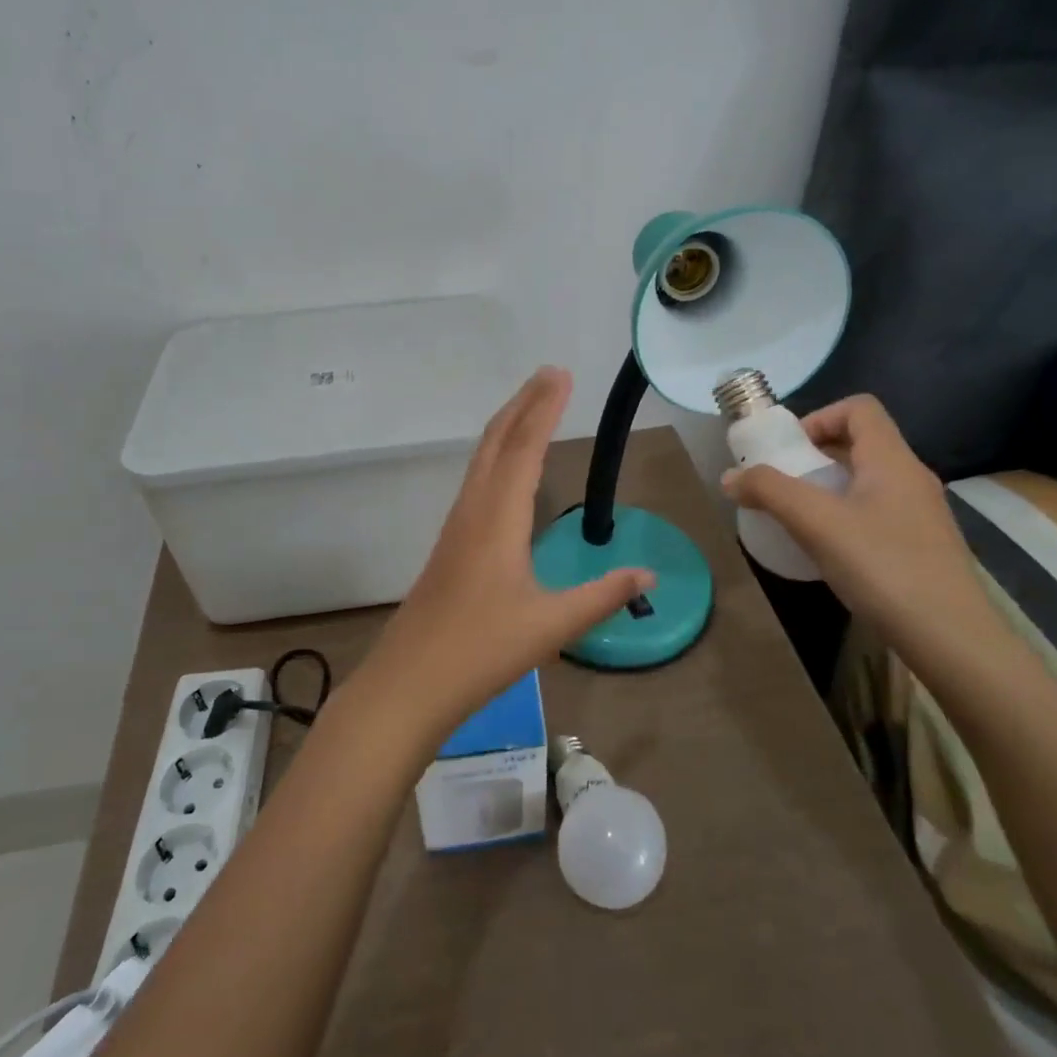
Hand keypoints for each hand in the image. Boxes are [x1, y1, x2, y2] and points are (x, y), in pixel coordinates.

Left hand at [359, 367, 653, 732]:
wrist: (409, 683)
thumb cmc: (481, 651)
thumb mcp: (551, 625)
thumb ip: (602, 595)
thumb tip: (648, 575)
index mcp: (498, 518)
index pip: (525, 448)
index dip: (544, 408)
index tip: (560, 374)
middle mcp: (473, 509)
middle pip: (497, 441)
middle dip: (524, 403)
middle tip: (549, 374)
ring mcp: (456, 525)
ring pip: (482, 459)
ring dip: (507, 426)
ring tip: (531, 407)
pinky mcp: (450, 543)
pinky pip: (476, 481)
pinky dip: (496, 455)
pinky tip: (505, 469)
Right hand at [721, 394, 993, 672]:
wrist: (952, 639)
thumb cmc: (883, 567)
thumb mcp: (816, 524)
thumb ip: (769, 492)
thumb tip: (730, 477)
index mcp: (892, 459)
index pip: (859, 408)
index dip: (819, 417)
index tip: (789, 450)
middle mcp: (912, 477)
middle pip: (860, 443)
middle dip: (815, 456)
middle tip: (783, 485)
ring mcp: (922, 513)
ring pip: (868, 481)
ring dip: (828, 489)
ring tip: (799, 519)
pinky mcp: (923, 546)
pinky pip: (877, 512)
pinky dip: (846, 517)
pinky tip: (829, 551)